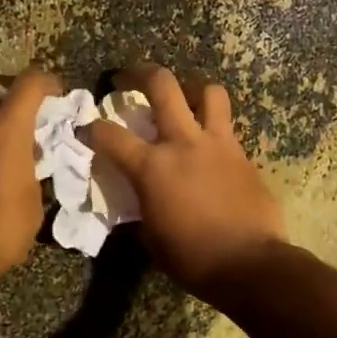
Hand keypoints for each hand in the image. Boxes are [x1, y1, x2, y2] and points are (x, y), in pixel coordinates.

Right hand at [88, 65, 286, 302]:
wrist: (250, 264)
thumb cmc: (192, 258)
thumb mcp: (152, 238)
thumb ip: (142, 208)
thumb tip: (140, 201)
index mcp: (151, 167)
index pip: (110, 135)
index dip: (91, 128)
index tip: (86, 128)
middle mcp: (183, 143)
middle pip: (162, 85)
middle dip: (140, 73)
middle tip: (129, 77)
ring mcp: (218, 144)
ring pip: (209, 92)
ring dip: (192, 90)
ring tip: (185, 99)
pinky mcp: (243, 154)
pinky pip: (228, 127)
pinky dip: (214, 128)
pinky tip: (209, 146)